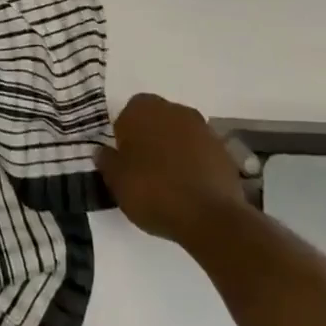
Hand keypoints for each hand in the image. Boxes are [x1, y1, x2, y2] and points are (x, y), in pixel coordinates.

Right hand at [97, 93, 248, 246]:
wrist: (210, 217)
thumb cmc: (154, 192)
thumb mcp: (117, 181)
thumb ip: (106, 161)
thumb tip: (102, 151)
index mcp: (142, 108)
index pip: (128, 114)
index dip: (125, 137)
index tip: (126, 161)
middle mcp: (173, 109)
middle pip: (156, 120)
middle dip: (151, 139)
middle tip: (146, 171)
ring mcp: (202, 128)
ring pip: (180, 134)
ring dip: (175, 150)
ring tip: (171, 183)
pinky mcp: (223, 150)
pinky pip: (201, 152)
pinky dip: (195, 164)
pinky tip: (192, 189)